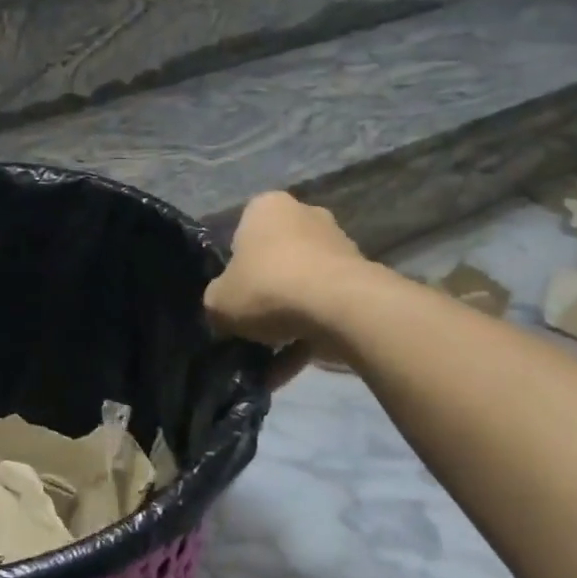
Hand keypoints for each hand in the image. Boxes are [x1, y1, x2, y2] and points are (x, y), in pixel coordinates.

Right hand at [204, 193, 368, 380]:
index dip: (233, 272)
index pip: (240, 236)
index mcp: (266, 208)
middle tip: (250, 329)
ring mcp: (337, 246)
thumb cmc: (267, 287)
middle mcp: (305, 216)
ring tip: (269, 363)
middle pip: (275, 261)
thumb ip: (216, 301)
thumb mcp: (218, 301)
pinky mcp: (360, 278)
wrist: (339, 307)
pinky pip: (324, 309)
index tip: (232, 299)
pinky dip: (308, 337)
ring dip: (287, 323)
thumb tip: (224, 312)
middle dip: (265, 296)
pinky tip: (289, 370)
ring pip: (301, 288)